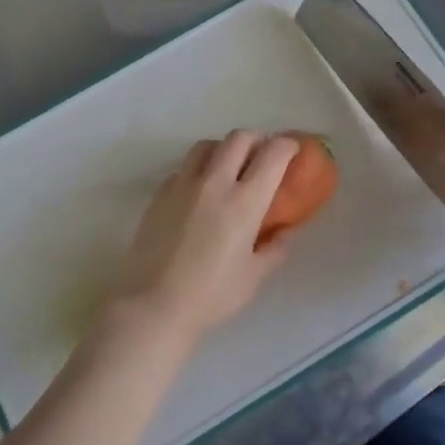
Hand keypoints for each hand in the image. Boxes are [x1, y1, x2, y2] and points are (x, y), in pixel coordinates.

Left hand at [97, 131, 300, 349]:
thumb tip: (287, 231)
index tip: (292, 150)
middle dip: (256, 139)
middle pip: (238, 138)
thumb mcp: (253, 277)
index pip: (272, 155)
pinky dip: (198, 169)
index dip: (286, 146)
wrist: (152, 305)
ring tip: (230, 166)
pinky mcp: (159, 194)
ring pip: (206, 146)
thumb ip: (275, 248)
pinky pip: (183, 168)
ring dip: (224, 148)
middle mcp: (214, 183)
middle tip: (263, 154)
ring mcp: (182, 185)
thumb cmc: (210, 296)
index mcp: (244, 202)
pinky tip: (200, 191)